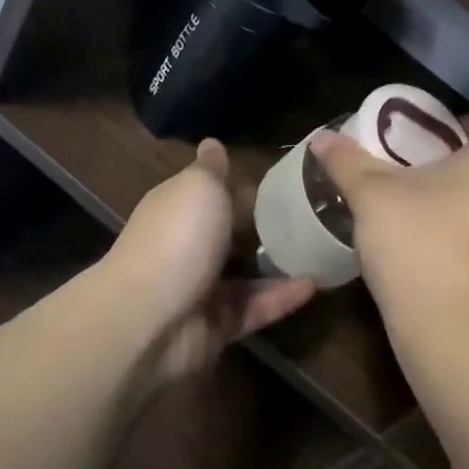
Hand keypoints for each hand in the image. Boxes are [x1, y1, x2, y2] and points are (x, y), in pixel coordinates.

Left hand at [106, 139, 314, 385]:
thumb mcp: (198, 187)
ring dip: (279, 264)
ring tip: (321, 249)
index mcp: (178, 208)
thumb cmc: (177, 238)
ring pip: (246, 274)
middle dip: (265, 226)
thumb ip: (212, 168)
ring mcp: (201, 289)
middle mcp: (187, 245)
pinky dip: (281, 298)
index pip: (212, 192)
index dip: (243, 186)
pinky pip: (255, 308)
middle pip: (230, 233)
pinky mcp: (217, 326)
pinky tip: (314, 284)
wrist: (147, 320)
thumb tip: (212, 142)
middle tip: (313, 215)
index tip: (285, 181)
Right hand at [311, 115, 468, 357]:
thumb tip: (323, 138)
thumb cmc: (419, 248)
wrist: (457, 340)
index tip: (431, 140)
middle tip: (420, 174)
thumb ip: (348, 162)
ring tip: (427, 214)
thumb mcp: (371, 198)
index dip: (468, 126)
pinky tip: (441, 254)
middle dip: (464, 166)